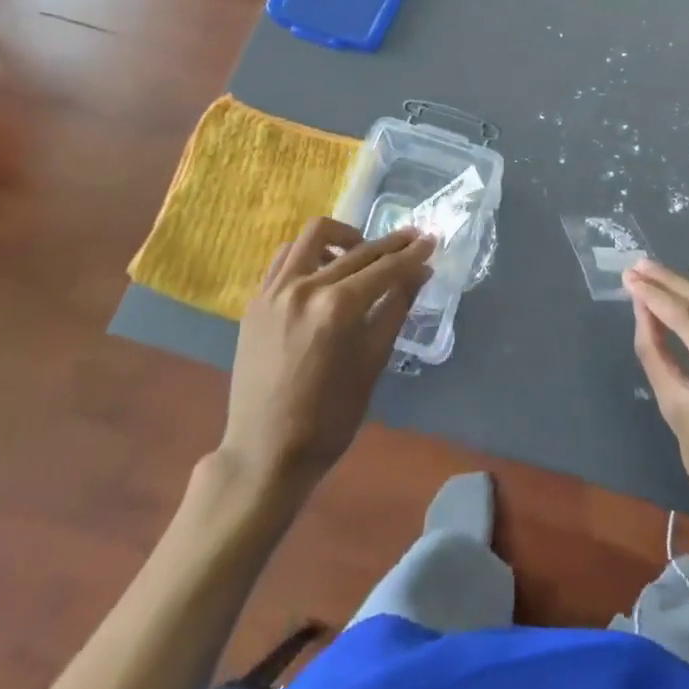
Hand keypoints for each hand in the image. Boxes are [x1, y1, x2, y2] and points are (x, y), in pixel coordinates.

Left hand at [219, 219, 433, 495]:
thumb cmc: (329, 418)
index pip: (385, 268)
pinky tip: (324, 269)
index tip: (431, 240)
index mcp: (338, 308)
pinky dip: (310, 252)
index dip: (412, 254)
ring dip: (345, 237)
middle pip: (357, 251)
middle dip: (390, 244)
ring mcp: (276, 290)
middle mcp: (306, 287)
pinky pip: (287, 256)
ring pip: (315, 235)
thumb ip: (396, 309)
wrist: (265, 453)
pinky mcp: (257, 299)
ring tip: (361, 253)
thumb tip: (420, 272)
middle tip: (412, 239)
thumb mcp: (373, 363)